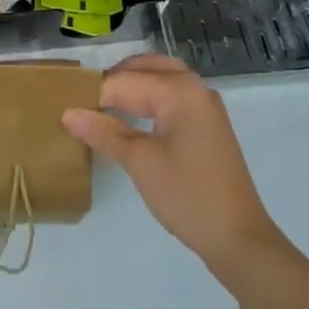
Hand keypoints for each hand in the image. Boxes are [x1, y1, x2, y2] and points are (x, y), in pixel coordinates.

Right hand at [62, 55, 280, 274]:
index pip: (126, 81)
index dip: (96, 94)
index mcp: (179, 90)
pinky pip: (173, 95)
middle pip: (146, 67)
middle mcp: (194, 87)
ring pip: (162, 78)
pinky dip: (151, 97)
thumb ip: (104, 133)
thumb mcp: (140, 163)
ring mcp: (205, 105)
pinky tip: (134, 117)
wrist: (240, 241)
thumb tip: (68, 113)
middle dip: (116, 79)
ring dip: (134, 85)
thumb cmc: (188, 196)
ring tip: (105, 104)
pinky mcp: (208, 124)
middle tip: (86, 99)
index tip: (69, 106)